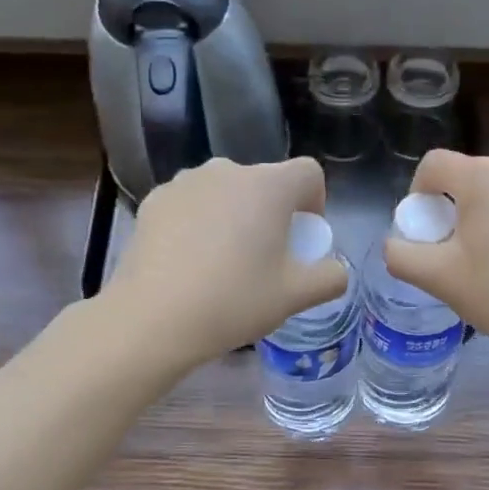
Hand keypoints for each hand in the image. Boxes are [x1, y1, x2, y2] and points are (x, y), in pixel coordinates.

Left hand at [107, 157, 348, 370]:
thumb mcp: (296, 296)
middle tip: (265, 257)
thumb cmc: (235, 301)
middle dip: (273, 212)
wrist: (153, 318)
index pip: (308, 173)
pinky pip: (192, 203)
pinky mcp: (155, 200)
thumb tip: (335, 270)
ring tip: (224, 260)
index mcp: (269, 186)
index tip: (302, 239)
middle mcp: (228, 170)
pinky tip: (189, 261)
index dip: (314, 203)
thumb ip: (330, 277)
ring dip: (235, 214)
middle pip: (265, 182)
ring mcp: (186, 182)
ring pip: (226, 191)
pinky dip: (199, 222)